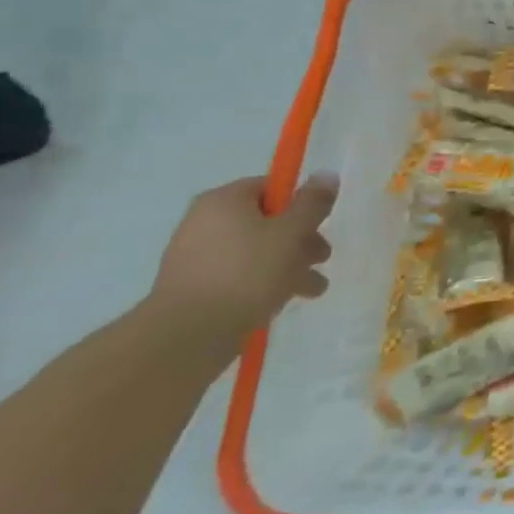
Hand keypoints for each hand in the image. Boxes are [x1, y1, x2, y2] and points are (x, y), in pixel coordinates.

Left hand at [145, 174, 335, 354]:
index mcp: (223, 201)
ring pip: (255, 253)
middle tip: (322, 258)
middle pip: (265, 222)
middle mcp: (203, 223)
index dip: (300, 204)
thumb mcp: (292, 232)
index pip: (271, 188)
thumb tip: (326, 174)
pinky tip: (283, 302)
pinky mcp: (192, 290)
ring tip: (313, 290)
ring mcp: (194, 259)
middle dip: (300, 241)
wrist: (186, 338)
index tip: (320, 224)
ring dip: (288, 266)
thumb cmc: (246, 273)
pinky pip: (237, 277)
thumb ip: (313, 203)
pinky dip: (262, 284)